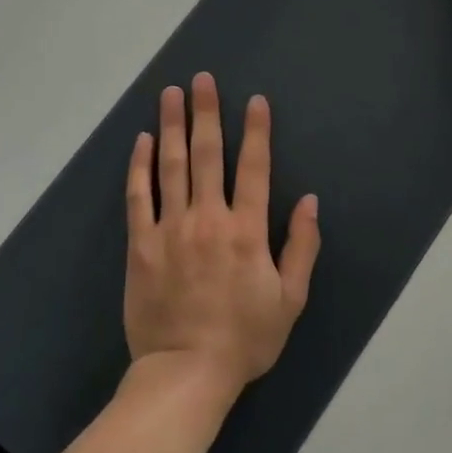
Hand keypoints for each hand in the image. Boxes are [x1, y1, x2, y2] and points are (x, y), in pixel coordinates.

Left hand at [123, 73, 319, 392]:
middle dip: (207, 112)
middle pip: (208, 155)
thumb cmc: (244, 338)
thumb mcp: (290, 299)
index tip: (254, 100)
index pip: (255, 168)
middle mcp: (209, 219)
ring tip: (170, 94)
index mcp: (247, 231)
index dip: (257, 131)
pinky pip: (140, 197)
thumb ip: (302, 247)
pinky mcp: (142, 245)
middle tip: (202, 79)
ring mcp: (171, 229)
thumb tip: (311, 201)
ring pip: (172, 166)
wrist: (186, 373)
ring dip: (172, 126)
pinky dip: (140, 166)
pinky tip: (143, 141)